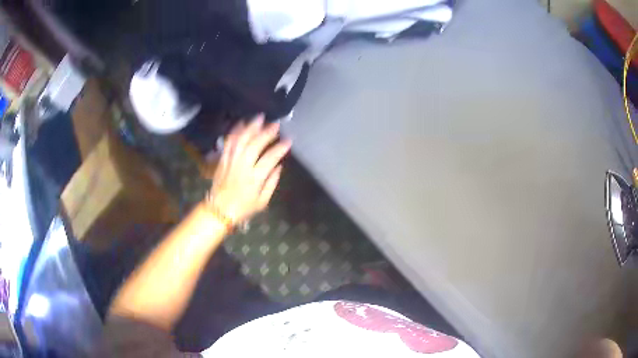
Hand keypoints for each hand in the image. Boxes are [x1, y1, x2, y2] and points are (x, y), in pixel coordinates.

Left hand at [206, 115, 290, 224]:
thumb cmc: (243, 208)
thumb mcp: (262, 202)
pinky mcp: (223, 160)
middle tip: (276, 125)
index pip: (269, 159)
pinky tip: (242, 123)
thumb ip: (271, 183)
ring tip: (260, 118)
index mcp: (254, 179)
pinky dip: (235, 132)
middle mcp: (242, 167)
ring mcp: (231, 162)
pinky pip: (228, 143)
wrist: (219, 210)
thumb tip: (278, 166)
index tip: (288, 141)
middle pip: (254, 145)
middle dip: (266, 133)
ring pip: (241, 141)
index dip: (280, 148)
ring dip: (251, 128)